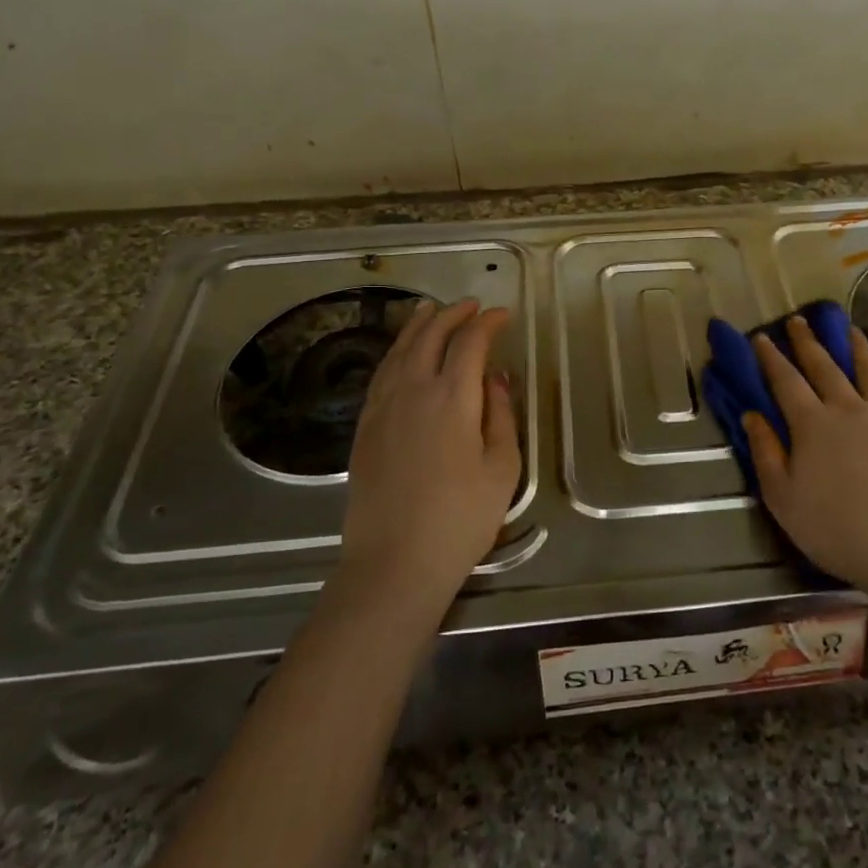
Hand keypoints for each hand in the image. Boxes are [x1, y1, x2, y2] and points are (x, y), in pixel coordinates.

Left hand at [339, 299, 520, 615]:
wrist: (394, 562)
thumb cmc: (461, 518)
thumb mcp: (502, 468)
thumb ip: (501, 415)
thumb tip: (496, 378)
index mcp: (452, 398)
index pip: (469, 343)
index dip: (487, 323)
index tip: (503, 315)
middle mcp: (412, 391)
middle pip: (429, 336)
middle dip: (451, 314)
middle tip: (470, 306)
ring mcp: (382, 408)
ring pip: (399, 351)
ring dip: (418, 326)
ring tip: (429, 310)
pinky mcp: (365, 428)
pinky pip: (381, 374)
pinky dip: (396, 353)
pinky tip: (402, 355)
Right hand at [744, 316, 867, 605]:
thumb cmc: (838, 530)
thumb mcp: (783, 499)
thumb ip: (765, 453)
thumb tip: (751, 415)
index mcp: (812, 425)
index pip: (785, 381)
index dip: (771, 357)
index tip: (761, 337)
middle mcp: (850, 409)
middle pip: (826, 367)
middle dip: (808, 342)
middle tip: (799, 320)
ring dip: (856, 347)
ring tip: (848, 330)